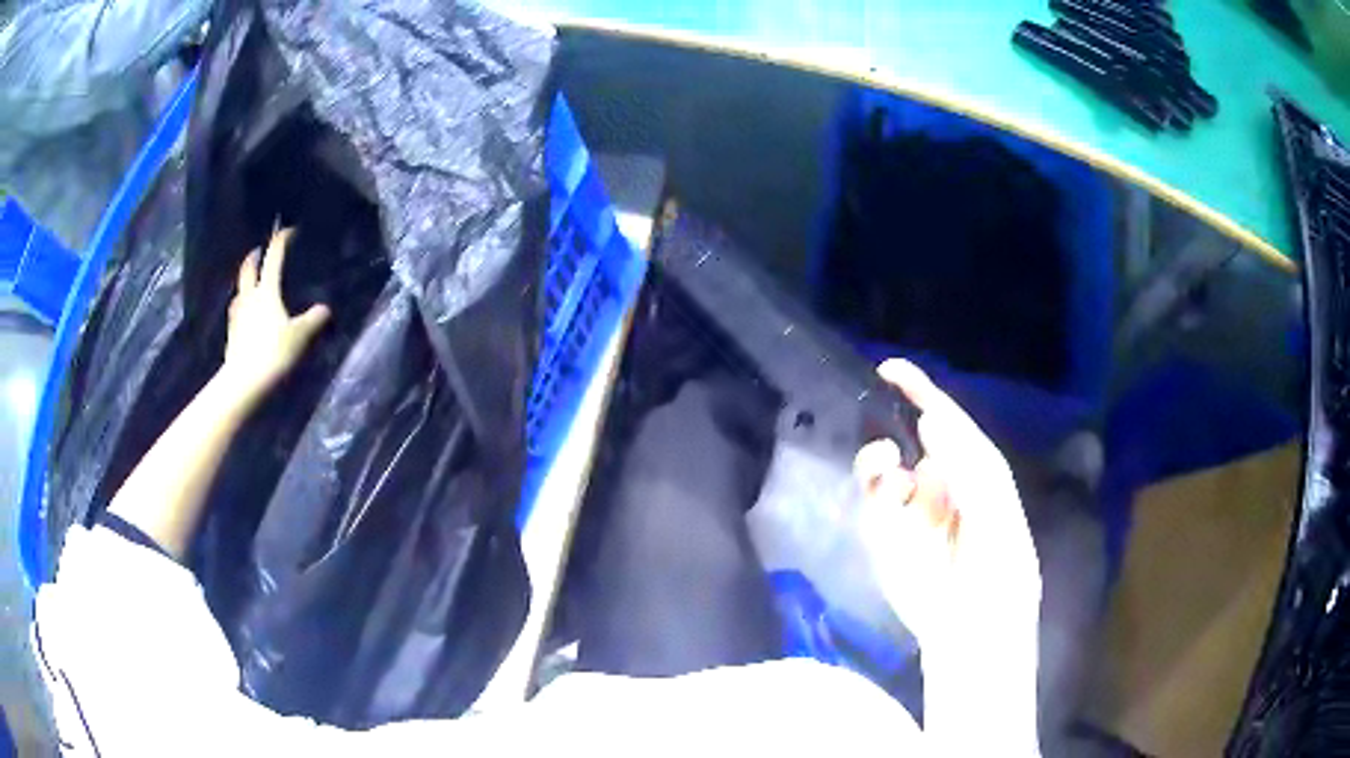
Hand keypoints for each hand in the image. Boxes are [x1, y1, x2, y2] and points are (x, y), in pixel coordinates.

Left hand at [222, 227, 329, 404]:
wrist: (245, 381)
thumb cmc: (273, 352)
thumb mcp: (300, 336)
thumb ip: (313, 320)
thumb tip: (325, 309)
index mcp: (267, 291)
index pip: (274, 258)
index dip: (281, 241)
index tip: (288, 231)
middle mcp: (249, 297)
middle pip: (249, 270)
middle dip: (254, 257)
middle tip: (258, 250)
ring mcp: (237, 316)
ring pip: (240, 290)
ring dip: (245, 282)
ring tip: (251, 282)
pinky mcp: (232, 334)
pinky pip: (236, 311)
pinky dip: (242, 305)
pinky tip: (245, 313)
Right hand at [854, 359, 1039, 653]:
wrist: (972, 631)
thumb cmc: (1000, 573)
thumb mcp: (999, 517)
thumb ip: (970, 468)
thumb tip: (932, 421)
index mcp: (975, 471)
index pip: (948, 422)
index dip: (922, 393)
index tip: (891, 369)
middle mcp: (940, 482)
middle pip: (908, 438)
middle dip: (893, 422)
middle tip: (876, 411)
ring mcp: (910, 509)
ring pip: (883, 467)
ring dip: (878, 459)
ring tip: (887, 465)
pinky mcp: (885, 536)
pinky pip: (872, 501)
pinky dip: (873, 490)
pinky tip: (889, 494)